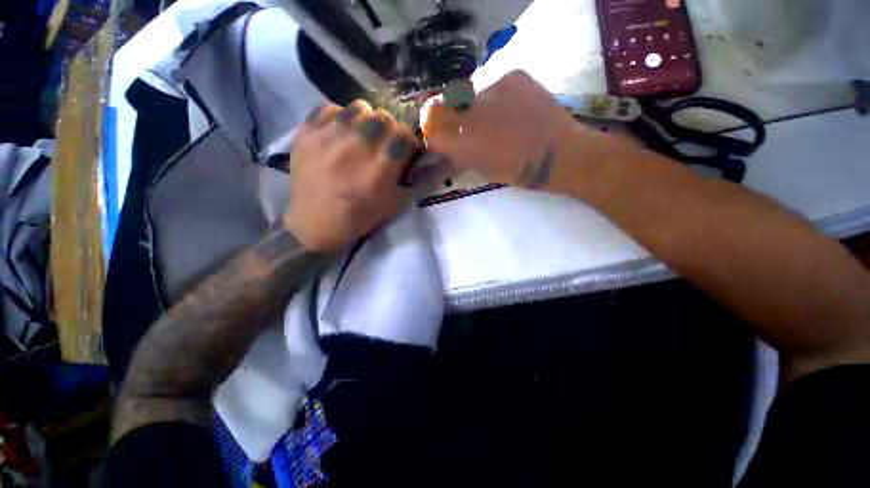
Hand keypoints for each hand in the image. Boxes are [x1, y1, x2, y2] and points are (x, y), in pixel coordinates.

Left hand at [284, 100, 415, 252]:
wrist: (316, 223)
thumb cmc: (360, 217)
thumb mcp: (395, 205)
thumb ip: (414, 181)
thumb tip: (427, 161)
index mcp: (381, 168)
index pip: (405, 134)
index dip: (407, 141)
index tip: (402, 150)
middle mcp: (358, 146)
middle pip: (383, 117)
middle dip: (388, 129)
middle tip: (381, 143)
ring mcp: (329, 136)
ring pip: (358, 107)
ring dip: (365, 120)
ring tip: (359, 135)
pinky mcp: (306, 133)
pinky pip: (329, 108)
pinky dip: (338, 118)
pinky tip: (337, 134)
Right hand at [422, 70, 576, 189]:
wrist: (560, 154)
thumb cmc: (518, 172)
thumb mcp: (481, 170)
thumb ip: (458, 156)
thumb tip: (446, 147)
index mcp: (463, 139)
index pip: (430, 124)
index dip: (432, 130)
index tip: (440, 137)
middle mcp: (471, 108)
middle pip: (445, 104)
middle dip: (452, 118)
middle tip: (468, 128)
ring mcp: (494, 86)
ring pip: (471, 95)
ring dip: (476, 108)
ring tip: (497, 120)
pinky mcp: (513, 75)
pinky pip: (494, 85)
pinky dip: (497, 98)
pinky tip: (512, 110)